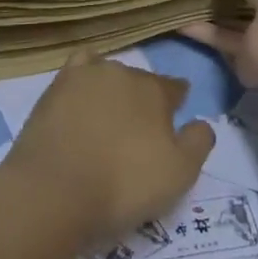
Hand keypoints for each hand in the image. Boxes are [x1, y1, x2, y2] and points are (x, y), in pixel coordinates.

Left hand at [3, 59, 214, 248]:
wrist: (55, 190)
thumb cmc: (124, 185)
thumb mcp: (179, 174)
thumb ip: (198, 142)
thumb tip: (202, 122)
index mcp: (155, 90)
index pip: (175, 87)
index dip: (177, 103)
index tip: (176, 119)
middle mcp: (123, 72)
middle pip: (141, 81)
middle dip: (144, 100)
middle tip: (139, 132)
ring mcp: (86, 75)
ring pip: (110, 75)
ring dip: (114, 90)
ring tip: (109, 118)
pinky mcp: (56, 85)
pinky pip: (78, 68)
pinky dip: (84, 76)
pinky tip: (82, 92)